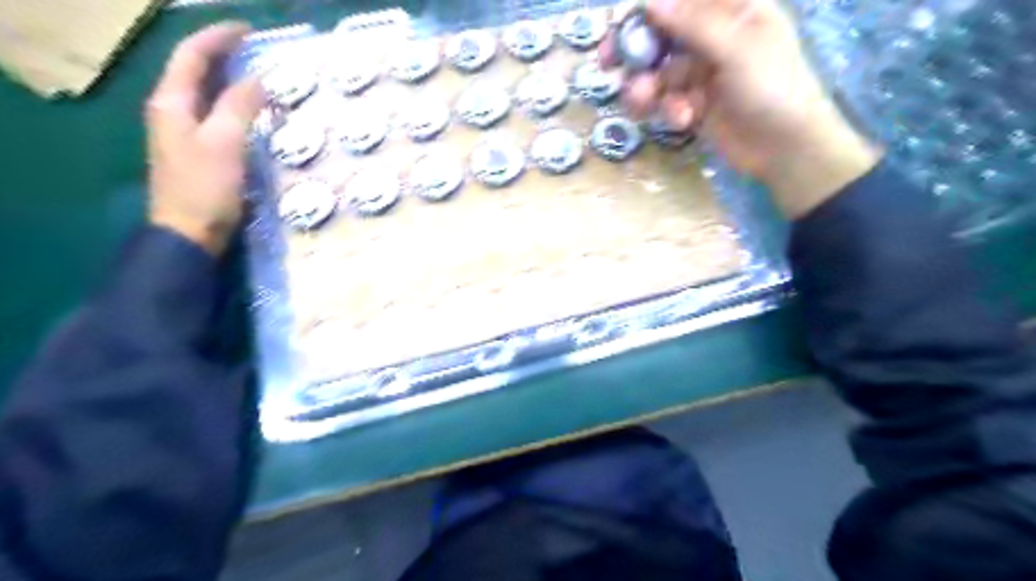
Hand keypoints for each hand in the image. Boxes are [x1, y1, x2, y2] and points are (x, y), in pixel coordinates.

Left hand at [148, 22, 263, 254]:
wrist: (190, 232)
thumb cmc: (205, 188)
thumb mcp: (224, 143)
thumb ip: (239, 107)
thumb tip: (259, 80)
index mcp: (172, 103)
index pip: (192, 56)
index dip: (218, 38)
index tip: (249, 31)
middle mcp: (173, 111)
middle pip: (196, 71)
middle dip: (225, 56)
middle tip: (259, 52)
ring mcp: (185, 132)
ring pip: (208, 94)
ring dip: (232, 80)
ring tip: (262, 77)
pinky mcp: (200, 151)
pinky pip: (218, 116)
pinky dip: (236, 106)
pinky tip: (255, 112)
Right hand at [609, 0, 881, 215]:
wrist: (785, 148)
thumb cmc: (773, 88)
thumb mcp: (737, 48)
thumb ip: (693, 23)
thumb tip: (650, 1)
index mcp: (731, 10)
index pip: (680, 0)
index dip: (647, 9)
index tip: (617, 22)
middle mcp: (711, 37)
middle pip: (660, 34)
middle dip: (634, 51)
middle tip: (606, 63)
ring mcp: (701, 73)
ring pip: (657, 72)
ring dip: (646, 88)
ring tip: (643, 103)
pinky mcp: (693, 104)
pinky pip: (666, 101)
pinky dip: (668, 110)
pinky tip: (682, 121)